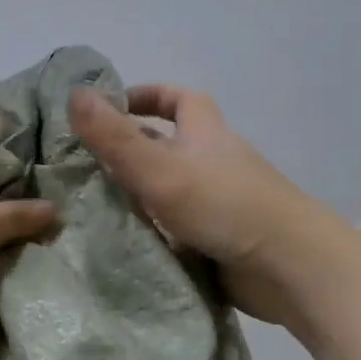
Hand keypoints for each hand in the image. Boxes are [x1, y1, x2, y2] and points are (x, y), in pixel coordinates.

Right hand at [69, 84, 326, 322]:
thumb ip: (115, 137)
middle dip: (131, 149)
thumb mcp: (158, 167)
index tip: (111, 107)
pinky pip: (176, 227)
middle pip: (170, 146)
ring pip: (170, 190)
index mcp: (205, 135)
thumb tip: (74, 92)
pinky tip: (120, 243)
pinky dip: (151, 230)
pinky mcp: (219, 240)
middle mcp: (213, 164)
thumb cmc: (223, 205)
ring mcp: (218, 204)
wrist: (287, 267)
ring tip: (89, 206)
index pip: (179, 99)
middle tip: (84, 165)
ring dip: (137, 194)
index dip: (147, 96)